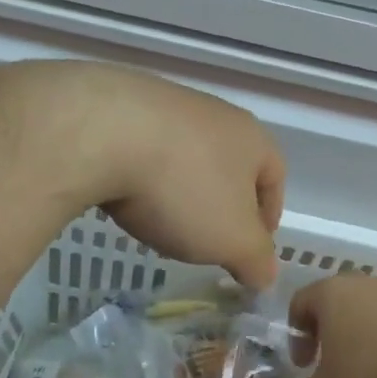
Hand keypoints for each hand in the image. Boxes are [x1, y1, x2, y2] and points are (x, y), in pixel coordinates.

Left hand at [0, 61, 286, 289]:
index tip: (249, 250)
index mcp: (252, 138)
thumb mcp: (231, 240)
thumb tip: (266, 275)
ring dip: (180, 187)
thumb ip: (256, 260)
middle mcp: (216, 113)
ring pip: (186, 154)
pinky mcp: (122, 104)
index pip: (275, 177)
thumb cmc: (182, 188)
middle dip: (221, 203)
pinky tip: (123, 193)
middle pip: (229, 164)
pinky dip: (141, 173)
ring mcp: (168, 102)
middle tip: (205, 240)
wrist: (100, 132)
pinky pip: (144, 145)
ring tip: (159, 219)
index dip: (268, 217)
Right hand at [286, 274, 376, 377]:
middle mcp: (357, 283)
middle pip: (330, 303)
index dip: (297, 337)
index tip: (305, 365)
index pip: (299, 303)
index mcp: (329, 292)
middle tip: (328, 364)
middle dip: (325, 333)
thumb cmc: (368, 372)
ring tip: (360, 368)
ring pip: (360, 310)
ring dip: (354, 335)